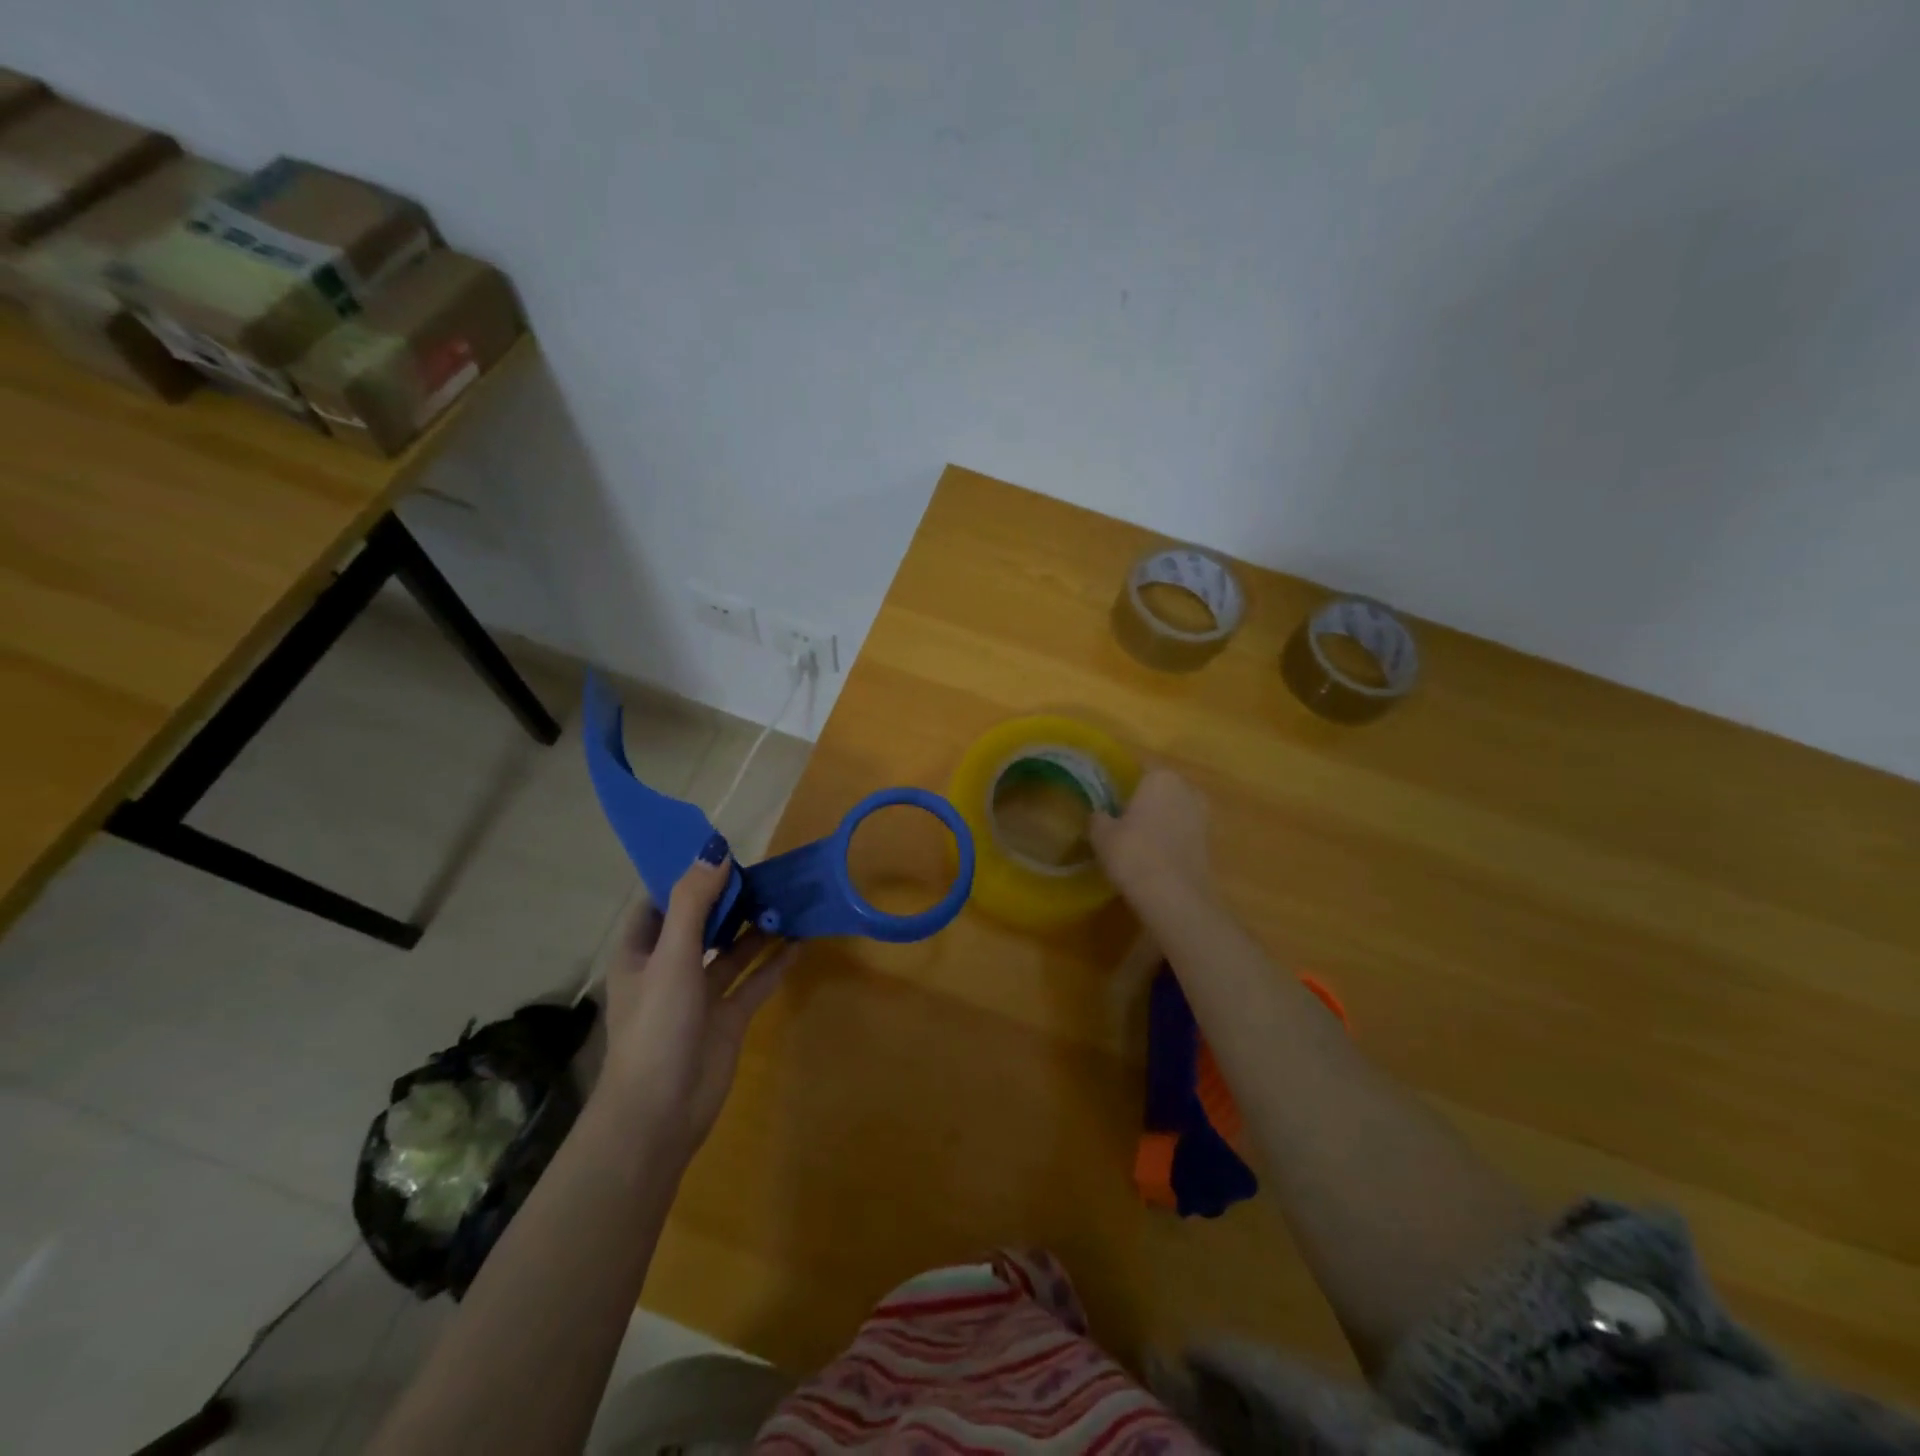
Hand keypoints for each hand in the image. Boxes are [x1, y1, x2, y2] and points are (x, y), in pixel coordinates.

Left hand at [596, 858, 797, 1161]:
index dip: (685, 877)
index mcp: (641, 952)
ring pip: (731, 951)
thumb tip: (716, 850)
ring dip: (755, 928)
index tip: (719, 853)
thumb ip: (693, 903)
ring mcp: (700, 994)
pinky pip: (754, 981)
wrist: (661, 1112)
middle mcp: (669, 968)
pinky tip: (800, 941)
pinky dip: (774, 962)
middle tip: (764, 871)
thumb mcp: (672, 957)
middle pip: (700, 923)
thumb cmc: (656, 1026)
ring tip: (787, 898)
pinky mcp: (727, 1018)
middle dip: (728, 899)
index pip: (659, 902)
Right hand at [1089, 768, 1213, 906]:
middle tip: (1121, 819)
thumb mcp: (1101, 834)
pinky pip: (1182, 834)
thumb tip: (1099, 814)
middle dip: (1144, 802)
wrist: (1173, 896)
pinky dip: (1170, 841)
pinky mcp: (1209, 843)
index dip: (1123, 784)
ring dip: (1159, 822)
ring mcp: (1202, 817)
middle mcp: (1186, 789)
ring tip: (1136, 841)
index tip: (1109, 799)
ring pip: (1174, 812)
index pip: (1138, 771)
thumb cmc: (1133, 854)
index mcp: (1160, 777)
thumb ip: (1098, 818)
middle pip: (1160, 790)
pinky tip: (1153, 857)